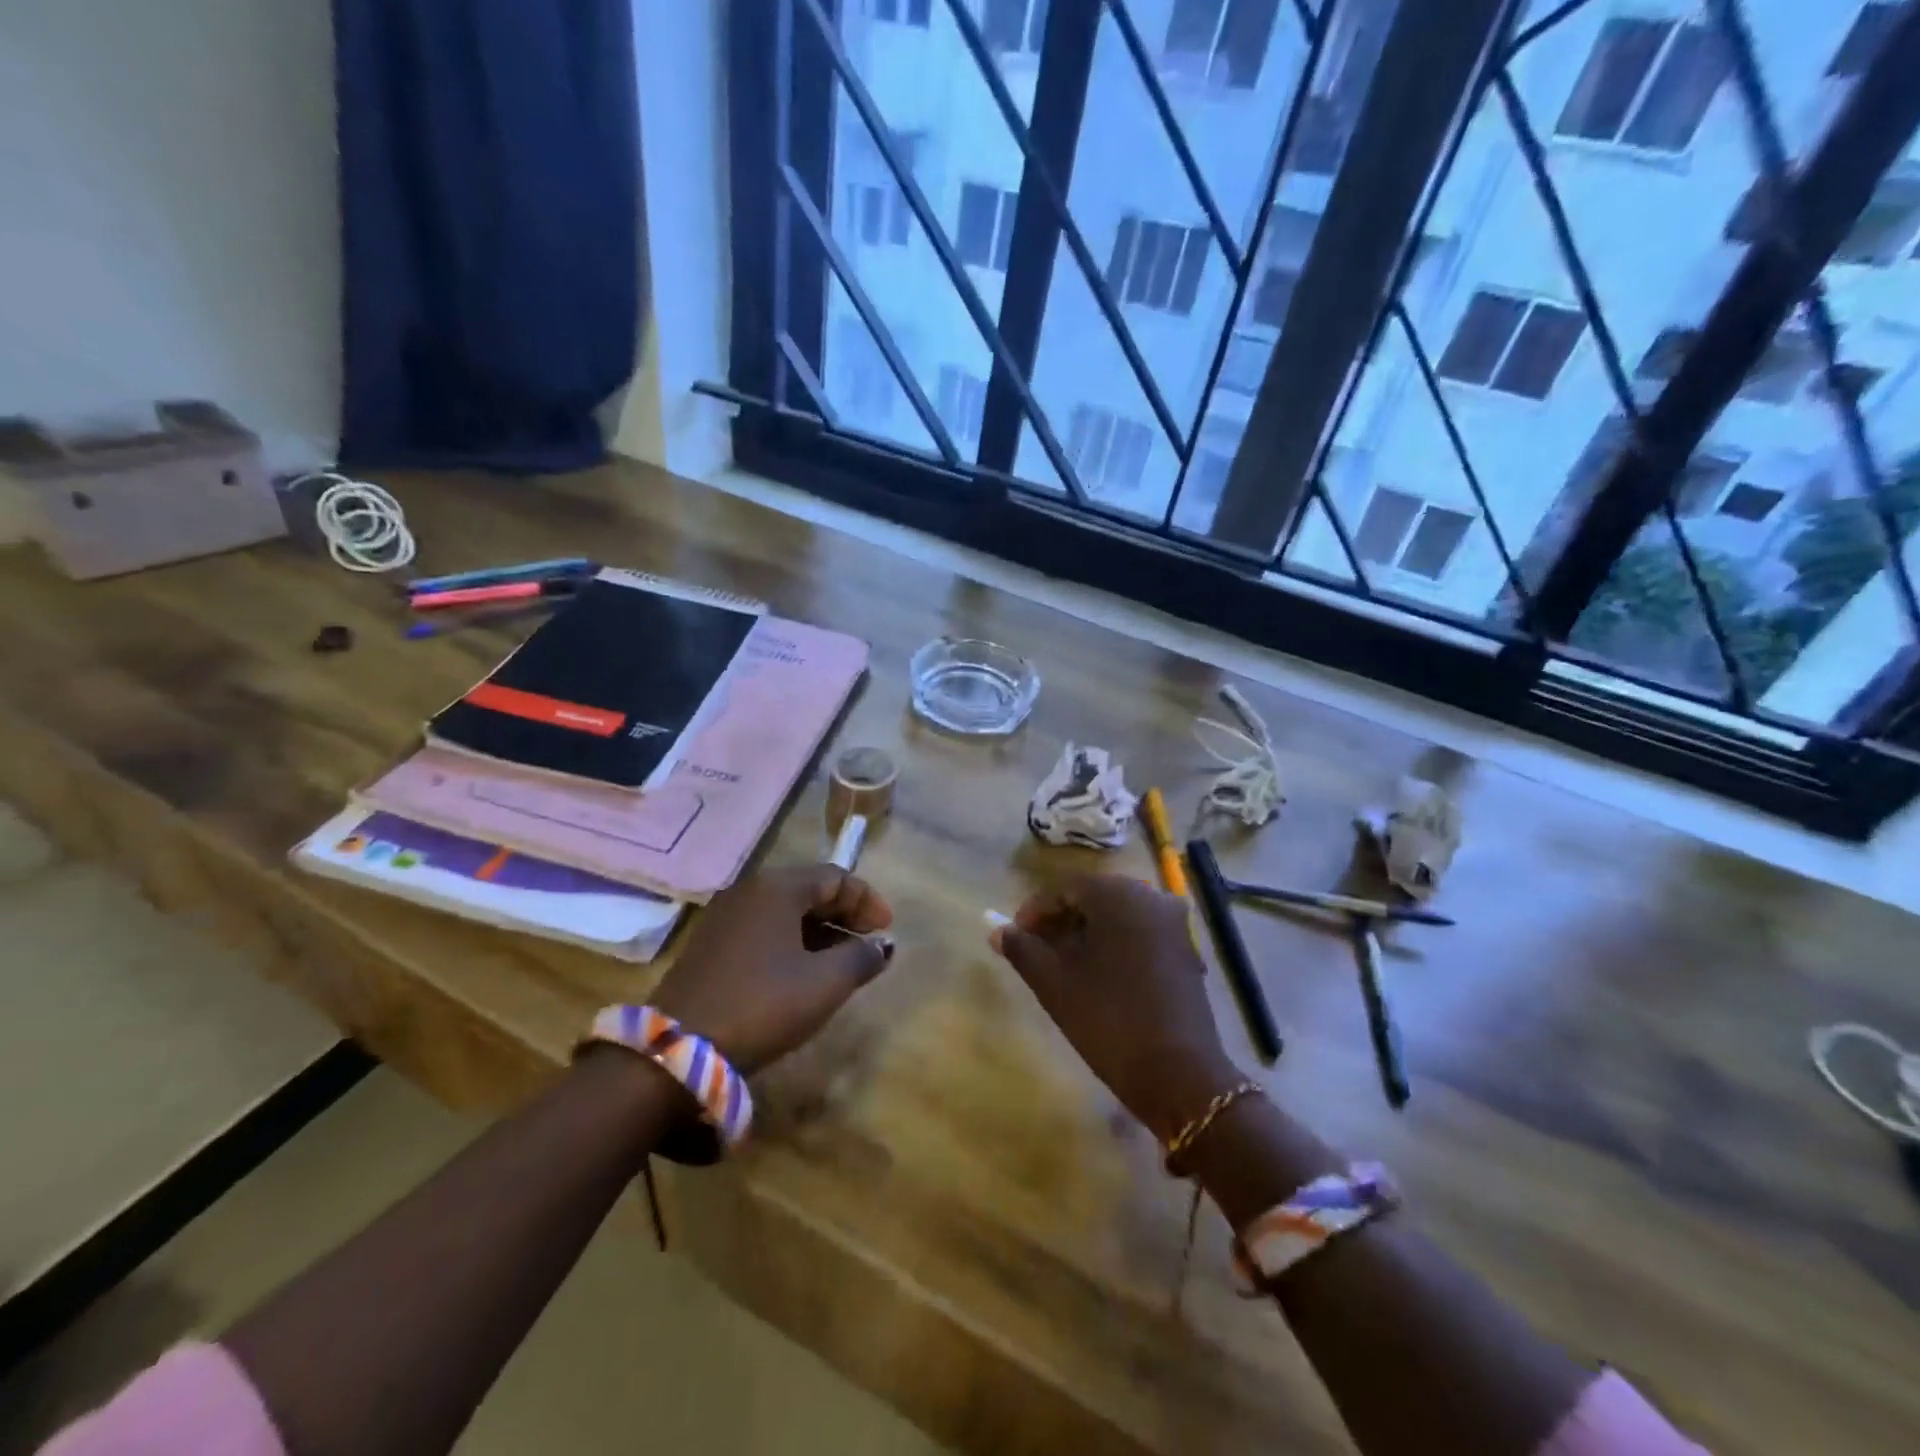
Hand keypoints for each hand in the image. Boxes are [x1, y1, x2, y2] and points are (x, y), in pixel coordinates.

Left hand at [650, 865, 894, 1075]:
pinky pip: (764, 929)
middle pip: (809, 890)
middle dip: (844, 914)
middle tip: (868, 943)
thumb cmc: (762, 1004)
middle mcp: (749, 891)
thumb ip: (861, 958)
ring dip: (820, 930)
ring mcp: (724, 917)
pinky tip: (803, 972)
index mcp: (777, 888)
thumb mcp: (824, 984)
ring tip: (842, 961)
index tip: (887, 930)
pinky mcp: (710, 945)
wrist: (677, 1049)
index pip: (835, 877)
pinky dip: (792, 941)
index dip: (867, 900)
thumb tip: (882, 946)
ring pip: (785, 911)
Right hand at [991, 874, 1238, 1141]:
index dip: (1034, 912)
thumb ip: (1022, 949)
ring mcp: (1174, 924)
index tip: (1014, 939)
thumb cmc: (1108, 1018)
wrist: (1179, 1073)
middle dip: (1061, 921)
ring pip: (1118, 917)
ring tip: (1062, 966)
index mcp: (1117, 894)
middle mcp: (1150, 897)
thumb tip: (997, 930)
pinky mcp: (1186, 951)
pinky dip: (1115, 945)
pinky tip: (1098, 976)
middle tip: (1035, 952)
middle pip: (1093, 899)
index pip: (1064, 889)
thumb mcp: (1053, 983)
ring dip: (1087, 934)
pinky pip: (1140, 934)